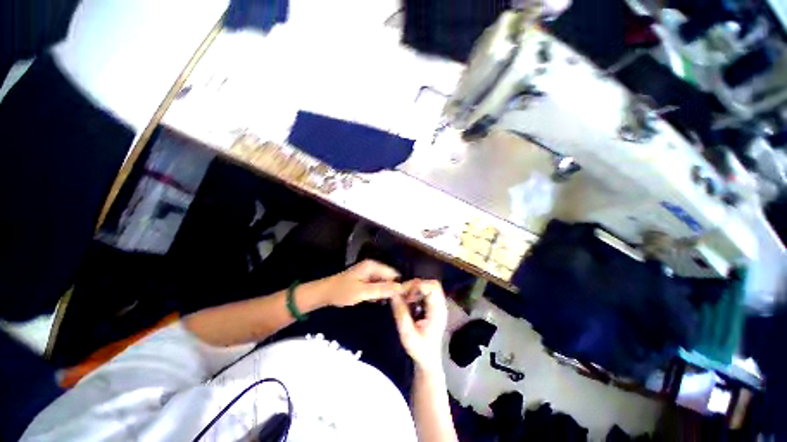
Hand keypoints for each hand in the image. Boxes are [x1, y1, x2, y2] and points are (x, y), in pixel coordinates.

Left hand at [318, 260, 401, 306]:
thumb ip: (382, 289)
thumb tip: (401, 288)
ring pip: (384, 283)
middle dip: (393, 289)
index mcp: (373, 266)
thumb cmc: (342, 292)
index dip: (400, 284)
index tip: (405, 298)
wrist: (325, 294)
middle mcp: (373, 267)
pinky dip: (378, 293)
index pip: (394, 274)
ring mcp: (369, 273)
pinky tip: (375, 301)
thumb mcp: (363, 292)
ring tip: (384, 303)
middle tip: (394, 303)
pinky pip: (378, 286)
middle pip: (390, 278)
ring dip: (386, 292)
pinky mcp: (366, 280)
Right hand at [390, 279, 447, 370]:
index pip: (433, 287)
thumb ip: (401, 315)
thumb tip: (393, 294)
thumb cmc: (419, 350)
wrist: (428, 360)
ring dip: (414, 289)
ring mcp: (437, 304)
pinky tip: (408, 302)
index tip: (406, 297)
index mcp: (438, 311)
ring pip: (427, 285)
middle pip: (431, 283)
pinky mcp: (432, 305)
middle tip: (403, 296)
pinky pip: (425, 291)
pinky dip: (415, 292)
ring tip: (405, 300)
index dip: (418, 287)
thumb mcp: (407, 335)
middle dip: (415, 286)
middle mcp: (440, 304)